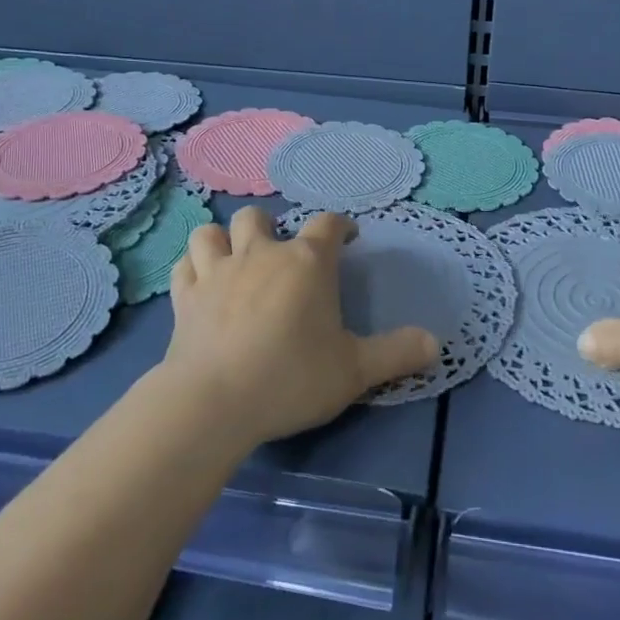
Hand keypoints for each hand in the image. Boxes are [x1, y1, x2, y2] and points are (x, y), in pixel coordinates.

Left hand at [163, 207, 438, 445]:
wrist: (214, 402)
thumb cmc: (291, 377)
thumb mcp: (355, 371)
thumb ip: (397, 353)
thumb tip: (435, 344)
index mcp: (306, 262)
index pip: (327, 224)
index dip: (340, 226)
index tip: (348, 239)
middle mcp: (260, 254)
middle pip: (260, 217)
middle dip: (272, 227)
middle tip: (282, 255)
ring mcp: (216, 272)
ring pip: (211, 233)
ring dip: (223, 240)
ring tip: (234, 259)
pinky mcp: (184, 297)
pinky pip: (184, 267)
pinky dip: (193, 269)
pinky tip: (200, 284)